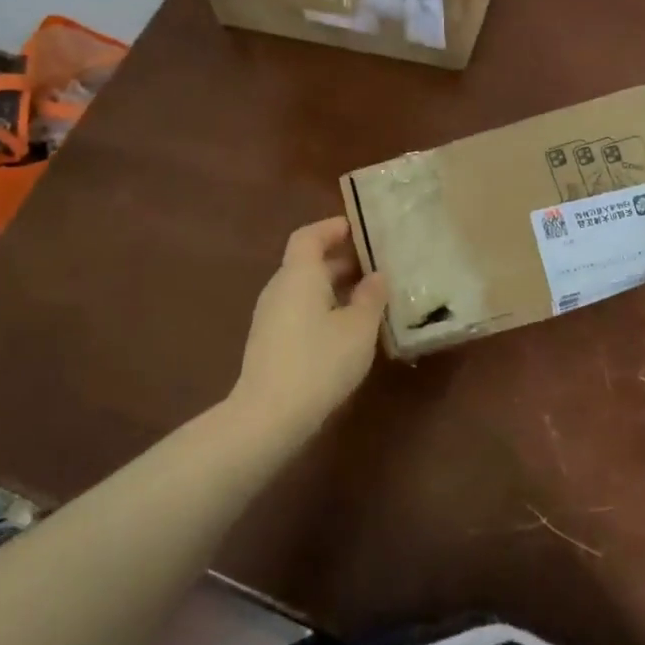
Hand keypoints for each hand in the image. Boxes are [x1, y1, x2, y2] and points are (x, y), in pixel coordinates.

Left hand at [230, 218, 386, 434]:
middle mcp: (280, 288)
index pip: (309, 236)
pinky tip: (346, 330)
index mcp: (299, 274)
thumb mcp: (359, 328)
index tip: (357, 229)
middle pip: (307, 262)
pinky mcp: (269, 342)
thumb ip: (371, 297)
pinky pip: (299, 311)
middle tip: (374, 266)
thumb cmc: (319, 361)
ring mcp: (270, 316)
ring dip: (333, 287)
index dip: (331, 228)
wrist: (268, 416)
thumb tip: (376, 276)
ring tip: (367, 298)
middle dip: (340, 261)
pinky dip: (322, 308)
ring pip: (304, 289)